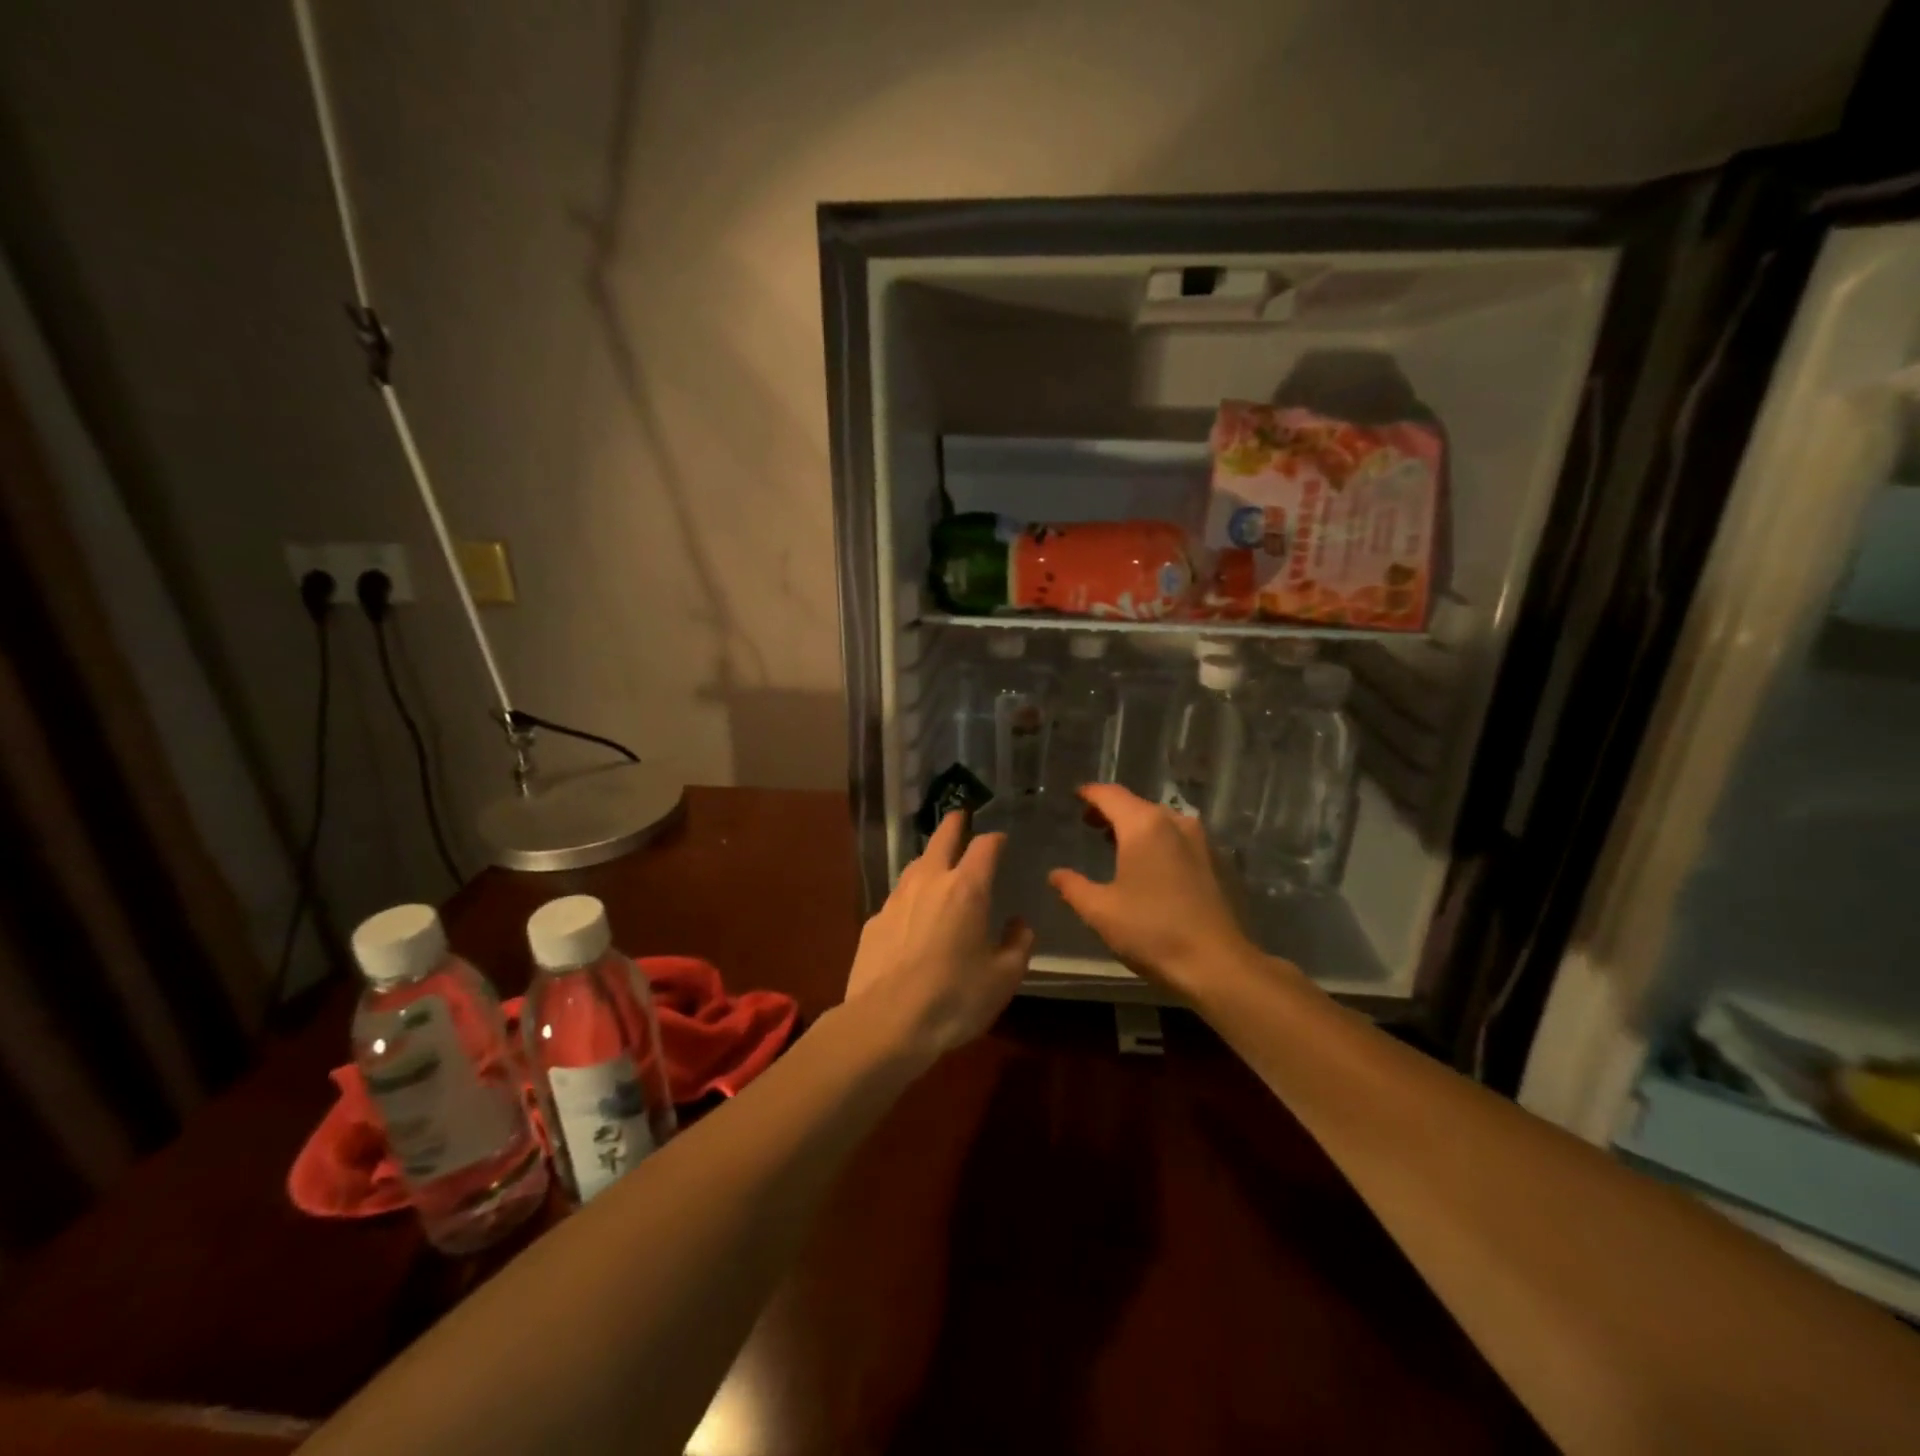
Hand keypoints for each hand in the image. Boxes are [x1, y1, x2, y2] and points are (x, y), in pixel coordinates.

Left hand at [844, 812, 1033, 1063]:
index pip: (985, 846)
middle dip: (954, 824)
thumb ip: (1018, 945)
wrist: (886, 1022)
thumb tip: (1020, 925)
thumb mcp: (1003, 978)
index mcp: (967, 888)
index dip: (996, 839)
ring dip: (929, 858)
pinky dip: (911, 896)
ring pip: (915, 865)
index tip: (1001, 840)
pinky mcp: (874, 921)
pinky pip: (898, 898)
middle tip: (960, 817)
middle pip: (942, 838)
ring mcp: (897, 899)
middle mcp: (930, 881)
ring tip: (937, 864)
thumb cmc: (954, 998)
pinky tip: (913, 915)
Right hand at [1048, 784, 1263, 997]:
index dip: (1090, 794)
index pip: (1110, 795)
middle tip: (1090, 825)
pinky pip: (1179, 839)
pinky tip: (1150, 867)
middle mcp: (1176, 822)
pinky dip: (1159, 842)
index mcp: (1144, 826)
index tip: (1075, 796)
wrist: (1218, 964)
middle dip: (1112, 811)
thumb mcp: (1101, 911)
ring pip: (1161, 821)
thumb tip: (1056, 874)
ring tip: (1117, 845)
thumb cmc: (1152, 931)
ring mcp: (1201, 841)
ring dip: (1137, 827)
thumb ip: (1073, 887)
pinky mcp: (1217, 862)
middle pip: (1137, 805)